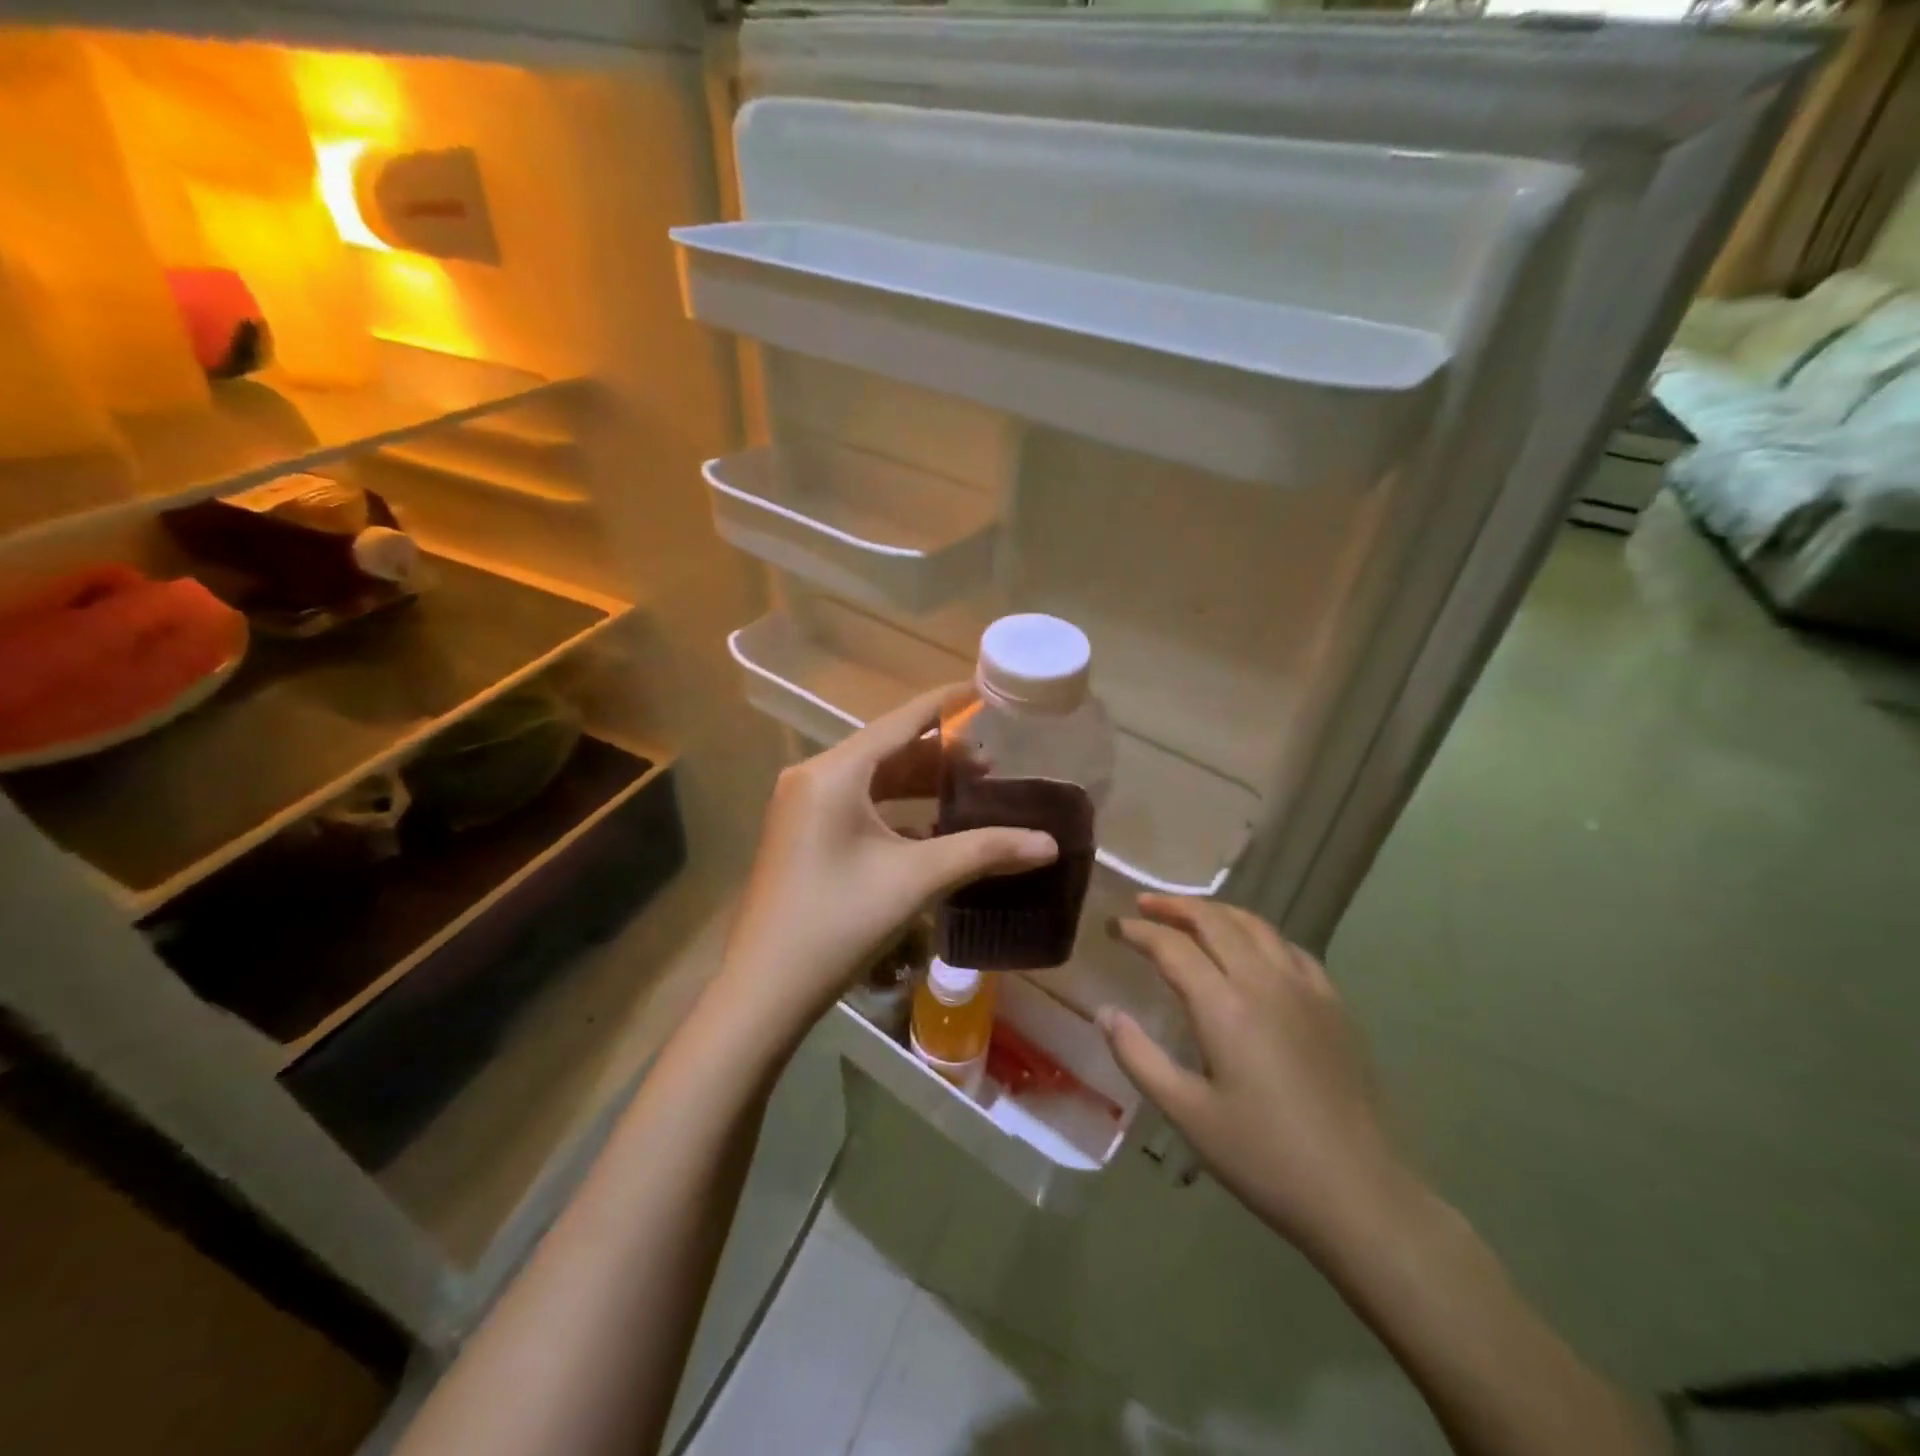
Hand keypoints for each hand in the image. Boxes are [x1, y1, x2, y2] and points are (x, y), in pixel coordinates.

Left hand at [717, 684, 1056, 1037]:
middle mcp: (814, 777)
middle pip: (888, 750)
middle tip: (992, 766)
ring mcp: (803, 807)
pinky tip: (931, 828)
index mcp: (835, 772)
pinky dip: (896, 809)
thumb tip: (1048, 843)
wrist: (765, 990)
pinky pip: (857, 805)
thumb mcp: (915, 879)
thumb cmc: (838, 922)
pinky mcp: (802, 835)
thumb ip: (983, 851)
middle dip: (940, 755)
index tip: (985, 690)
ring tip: (970, 792)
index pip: (901, 721)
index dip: (946, 704)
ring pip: (873, 779)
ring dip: (919, 783)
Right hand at [1101, 895, 1414, 1264]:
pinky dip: (1259, 935)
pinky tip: (1252, 949)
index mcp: (1224, 1005)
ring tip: (1190, 915)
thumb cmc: (1263, 1157)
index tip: (1114, 926)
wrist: (1358, 1193)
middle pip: (1214, 920)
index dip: (1138, 930)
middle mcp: (1264, 981)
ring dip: (1216, 912)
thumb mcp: (1187, 1113)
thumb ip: (1138, 1057)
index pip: (1172, 946)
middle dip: (1174, 906)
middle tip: (1144, 905)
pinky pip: (1289, 948)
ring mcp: (1305, 988)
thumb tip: (1104, 1013)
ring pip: (1254, 925)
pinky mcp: (1333, 1004)